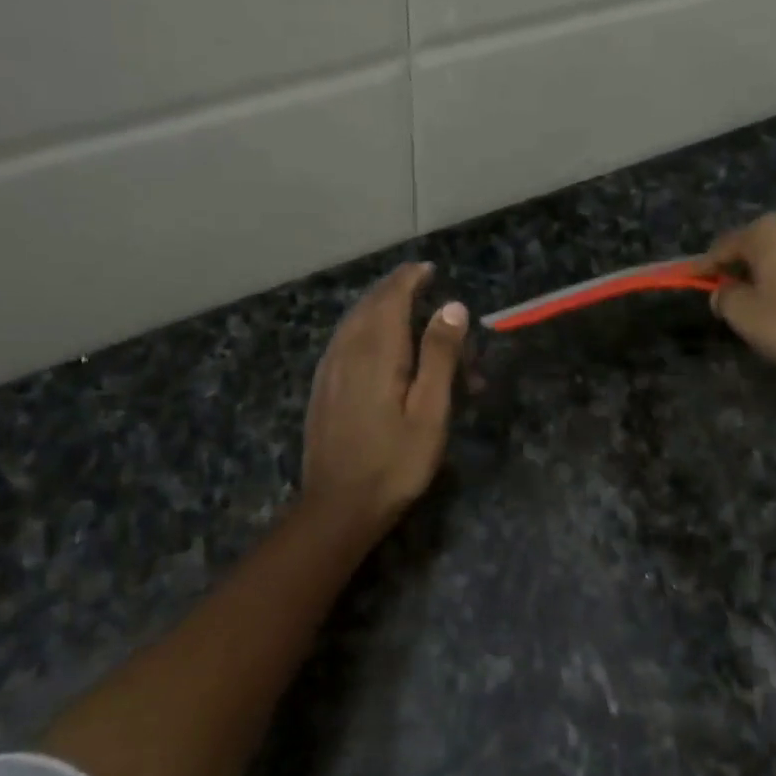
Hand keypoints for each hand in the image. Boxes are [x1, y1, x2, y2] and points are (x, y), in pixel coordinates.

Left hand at [301, 262, 467, 543]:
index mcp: (376, 352)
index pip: (391, 298)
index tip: (429, 268)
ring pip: (353, 322)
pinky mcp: (322, 388)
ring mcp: (328, 370)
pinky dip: (364, 328)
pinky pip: (343, 340)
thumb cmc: (395, 462)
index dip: (409, 279)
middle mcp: (346, 352)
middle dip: (396, 290)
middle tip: (423, 285)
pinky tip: (377, 343)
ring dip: (379, 307)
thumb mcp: (430, 411)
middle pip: (369, 305)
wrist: (338, 507)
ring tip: (405, 308)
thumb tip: (453, 307)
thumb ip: (439, 355)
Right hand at [705, 215, 775, 387]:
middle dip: (746, 267)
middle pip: (762, 245)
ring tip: (772, 304)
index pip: (725, 245)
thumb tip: (723, 290)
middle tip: (734, 294)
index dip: (706, 265)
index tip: (692, 279)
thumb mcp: (746, 317)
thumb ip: (726, 298)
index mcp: (770, 231)